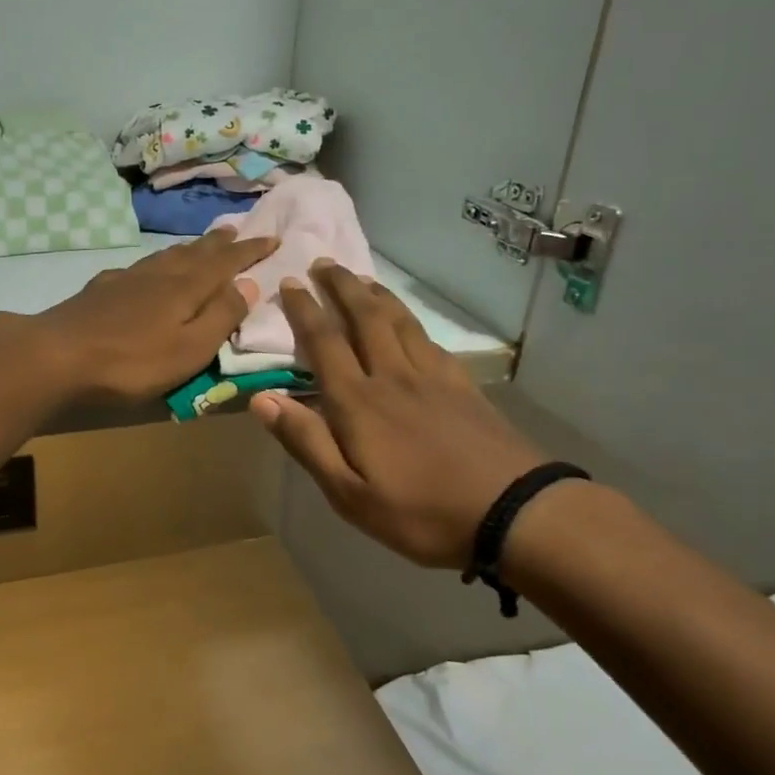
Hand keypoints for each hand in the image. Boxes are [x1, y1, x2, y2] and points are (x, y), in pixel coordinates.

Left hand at [29, 229, 276, 402]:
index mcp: (187, 288)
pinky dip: (156, 263)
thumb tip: (250, 285)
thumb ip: (222, 317)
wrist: (57, 354)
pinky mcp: (102, 289)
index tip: (271, 238)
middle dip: (219, 242)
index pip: (227, 262)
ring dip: (189, 248)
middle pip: (195, 252)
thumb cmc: (132, 361)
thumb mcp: (190, 349)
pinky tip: (147, 271)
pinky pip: (140, 267)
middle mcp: (160, 274)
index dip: (250, 251)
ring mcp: (127, 278)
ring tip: (200, 244)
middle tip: (235, 230)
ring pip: (166, 256)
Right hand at [251, 261, 547, 568]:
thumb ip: (307, 442)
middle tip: (323, 262)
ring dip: (375, 295)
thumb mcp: (349, 495)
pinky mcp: (462, 385)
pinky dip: (410, 320)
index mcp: (359, 403)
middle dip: (341, 286)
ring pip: (399, 321)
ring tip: (361, 278)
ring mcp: (432, 377)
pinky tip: (408, 322)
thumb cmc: (421, 512)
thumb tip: (262, 398)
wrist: (512, 511)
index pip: (325, 343)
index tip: (289, 283)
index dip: (304, 310)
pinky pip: (429, 339)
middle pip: (364, 318)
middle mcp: (392, 377)